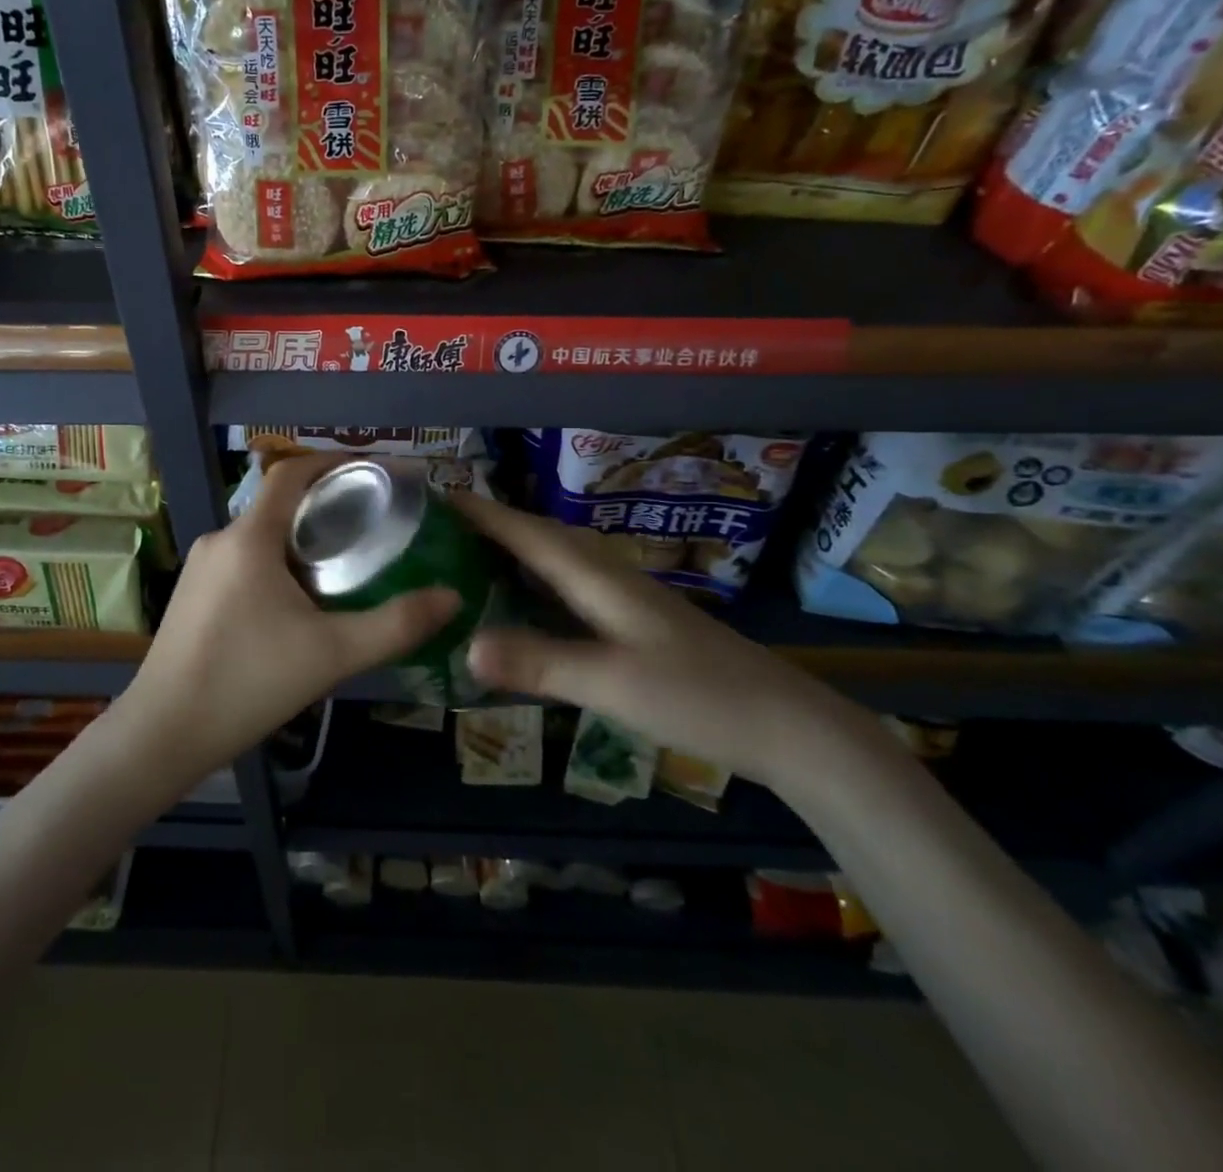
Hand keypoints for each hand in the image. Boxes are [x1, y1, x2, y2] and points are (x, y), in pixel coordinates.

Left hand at [123, 453, 460, 775]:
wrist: (163, 735)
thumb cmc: (248, 682)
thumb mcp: (332, 654)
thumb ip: (396, 625)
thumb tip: (452, 597)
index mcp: (249, 537)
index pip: (291, 472)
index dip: (334, 461)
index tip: (375, 471)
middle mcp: (220, 539)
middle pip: (279, 504)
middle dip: (327, 507)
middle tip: (374, 526)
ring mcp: (200, 569)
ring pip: (261, 536)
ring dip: (301, 540)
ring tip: (345, 565)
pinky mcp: (191, 596)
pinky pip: (243, 561)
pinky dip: (277, 564)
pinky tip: (299, 603)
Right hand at [452, 493, 869, 791]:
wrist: (788, 726)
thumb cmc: (699, 696)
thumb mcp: (612, 682)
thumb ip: (539, 662)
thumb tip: (465, 646)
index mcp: (597, 577)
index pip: (527, 532)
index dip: (481, 512)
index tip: (434, 496)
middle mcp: (608, 576)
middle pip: (540, 537)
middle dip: (491, 525)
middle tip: (440, 530)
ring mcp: (625, 599)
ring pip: (557, 561)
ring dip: (513, 551)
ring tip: (469, 558)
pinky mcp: (635, 624)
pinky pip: (570, 589)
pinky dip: (536, 585)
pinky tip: (525, 604)